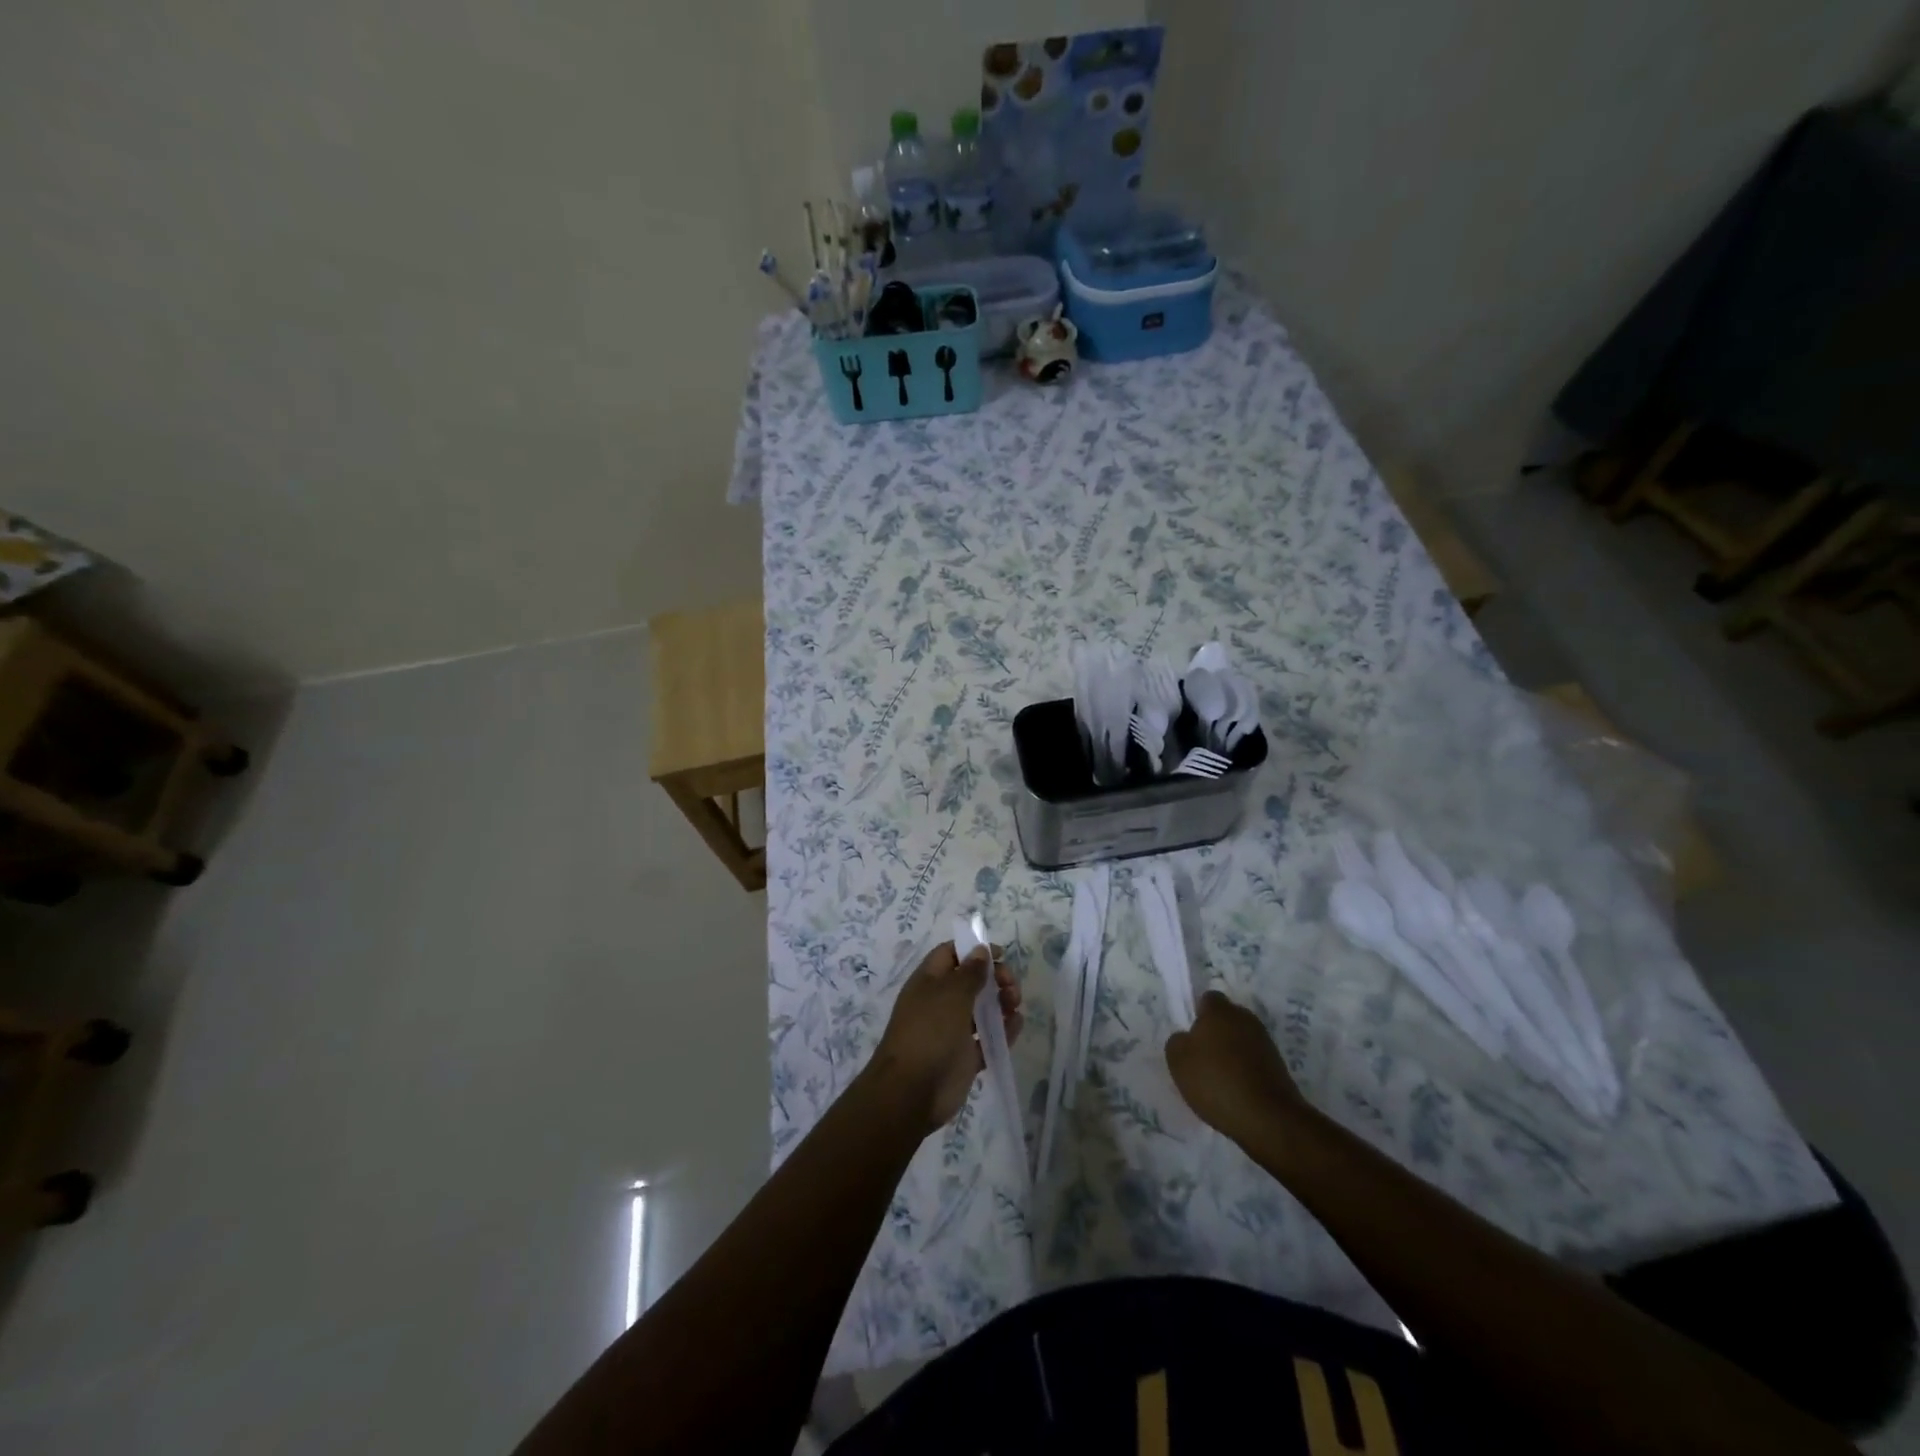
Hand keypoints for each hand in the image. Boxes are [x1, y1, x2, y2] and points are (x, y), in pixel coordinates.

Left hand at [868, 943, 1022, 1134]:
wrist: (911, 1091)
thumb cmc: (929, 1032)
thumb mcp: (951, 994)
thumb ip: (970, 972)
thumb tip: (980, 949)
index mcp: (929, 981)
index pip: (951, 954)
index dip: (974, 950)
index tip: (1001, 954)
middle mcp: (940, 1003)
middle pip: (971, 981)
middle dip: (995, 978)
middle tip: (1011, 985)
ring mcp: (952, 1031)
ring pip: (982, 1009)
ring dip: (1002, 1003)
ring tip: (1015, 1006)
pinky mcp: (964, 1057)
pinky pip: (988, 1039)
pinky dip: (1003, 1031)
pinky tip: (1016, 1025)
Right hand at [1165, 990, 1307, 1144]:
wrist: (1268, 1119)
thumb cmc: (1217, 1081)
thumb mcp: (1178, 1061)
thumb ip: (1177, 1042)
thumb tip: (1186, 1038)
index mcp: (1220, 1011)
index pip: (1207, 999)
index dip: (1197, 1015)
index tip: (1190, 1036)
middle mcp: (1246, 1019)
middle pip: (1226, 1019)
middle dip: (1215, 1033)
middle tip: (1201, 1058)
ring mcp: (1266, 1043)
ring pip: (1241, 1040)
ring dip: (1231, 1053)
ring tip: (1218, 1079)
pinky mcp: (1279, 1067)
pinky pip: (1254, 1061)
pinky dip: (1245, 1071)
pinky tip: (1236, 1091)